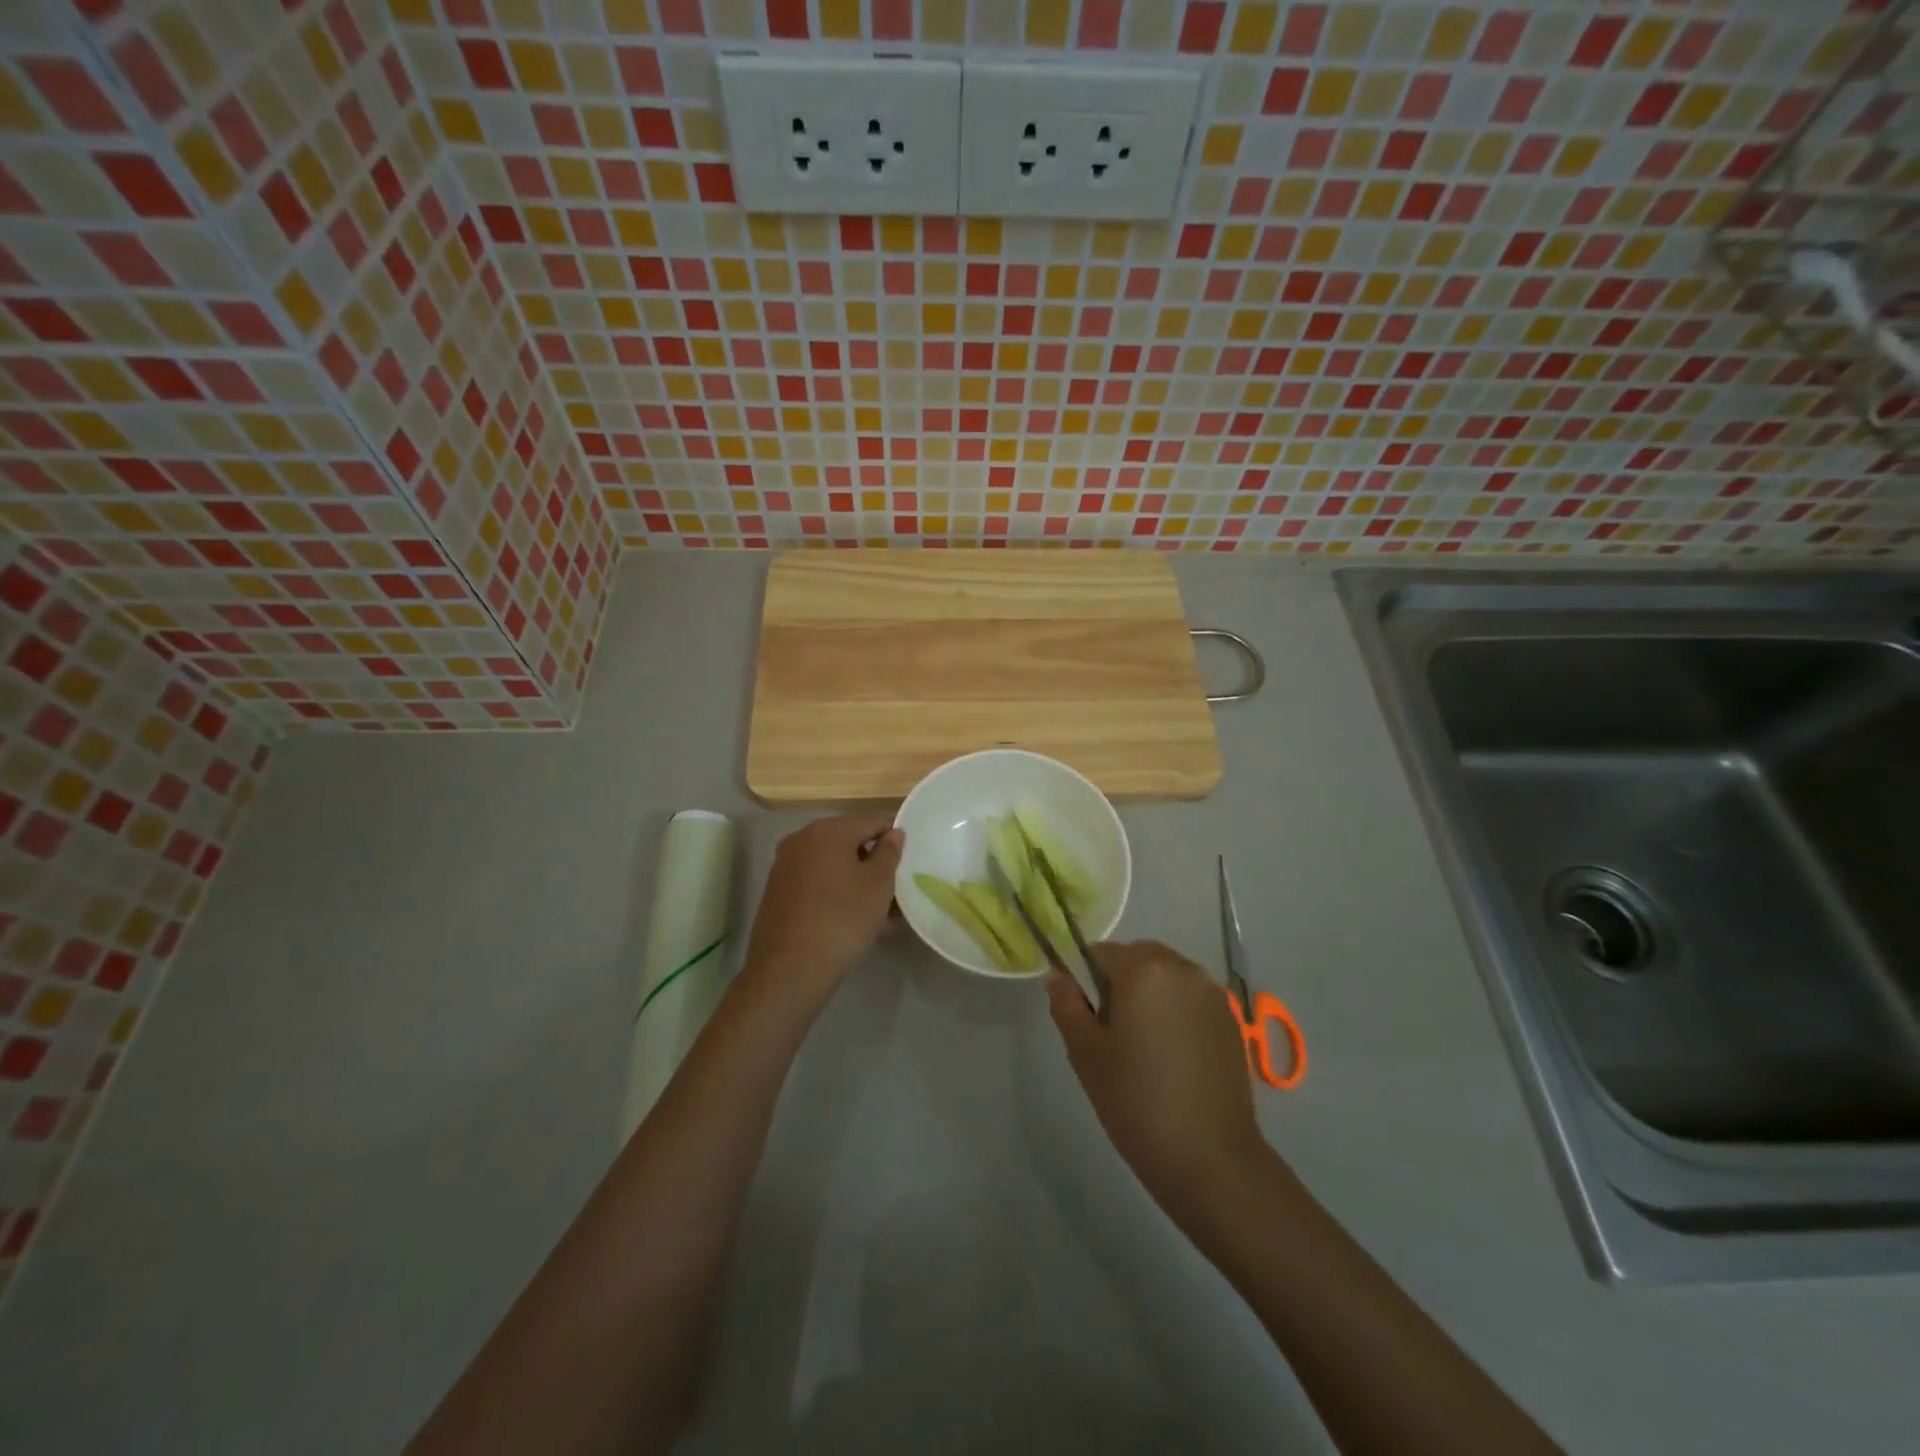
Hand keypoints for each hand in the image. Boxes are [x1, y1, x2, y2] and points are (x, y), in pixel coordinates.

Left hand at [741, 815, 902, 1005]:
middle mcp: (802, 840)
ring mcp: (786, 867)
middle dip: (875, 866)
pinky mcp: (779, 893)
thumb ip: (889, 853)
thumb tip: (893, 833)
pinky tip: (857, 924)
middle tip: (897, 893)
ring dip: (859, 885)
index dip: (893, 838)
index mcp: (828, 830)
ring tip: (883, 916)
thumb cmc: (842, 918)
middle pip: (850, 844)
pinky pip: (818, 885)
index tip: (909, 862)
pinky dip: (838, 896)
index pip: (871, 822)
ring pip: (834, 868)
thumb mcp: (878, 885)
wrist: (789, 969)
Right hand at [1047, 940, 1264, 1219]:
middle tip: (1113, 1036)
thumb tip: (1058, 976)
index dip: (1086, 981)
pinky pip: (1191, 999)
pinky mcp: (1231, 1020)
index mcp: (1143, 968)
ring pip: (1166, 978)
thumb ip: (1066, 1004)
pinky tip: (1174, 1059)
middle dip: (1121, 984)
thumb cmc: (1135, 1101)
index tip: (1088, 1021)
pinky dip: (1176, 1013)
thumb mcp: (1085, 1052)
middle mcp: (1182, 968)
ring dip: (1150, 996)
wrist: (1210, 1158)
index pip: (1101, 953)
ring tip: (1145, 1050)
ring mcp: (1212, 993)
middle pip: (1137, 959)